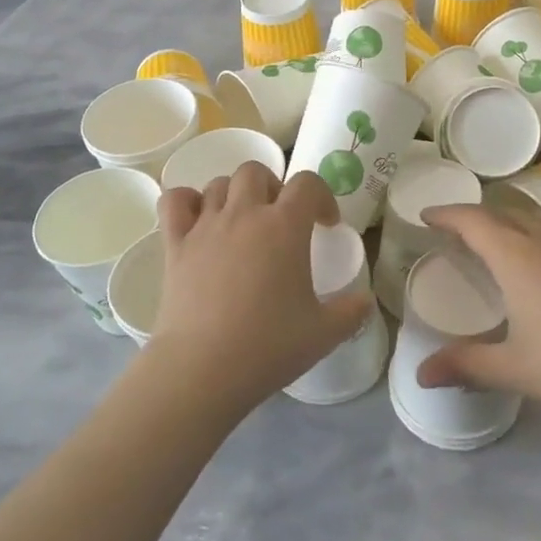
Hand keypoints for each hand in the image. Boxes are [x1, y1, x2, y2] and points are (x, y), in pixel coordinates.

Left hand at [146, 164, 372, 417]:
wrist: (204, 368)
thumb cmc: (269, 346)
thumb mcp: (324, 333)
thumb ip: (351, 312)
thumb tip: (365, 300)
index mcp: (285, 226)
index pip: (308, 184)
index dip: (322, 197)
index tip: (325, 224)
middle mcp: (245, 214)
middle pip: (257, 172)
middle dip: (273, 188)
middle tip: (280, 221)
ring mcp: (205, 226)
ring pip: (218, 184)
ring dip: (234, 195)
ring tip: (242, 224)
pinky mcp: (175, 244)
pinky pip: (174, 201)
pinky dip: (185, 201)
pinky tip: (196, 219)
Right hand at [417, 203, 540, 452]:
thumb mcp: (517, 370)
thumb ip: (466, 366)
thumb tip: (420, 375)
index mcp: (518, 257)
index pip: (473, 220)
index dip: (447, 214)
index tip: (427, 216)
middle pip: (504, 212)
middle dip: (477, 217)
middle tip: (459, 234)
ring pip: (538, 218)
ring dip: (512, 222)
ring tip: (502, 243)